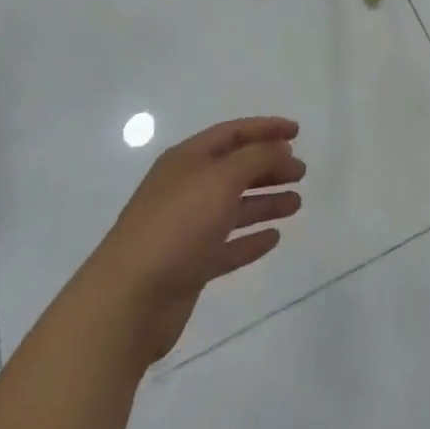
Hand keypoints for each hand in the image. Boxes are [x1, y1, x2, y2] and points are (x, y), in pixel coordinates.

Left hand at [89, 117, 305, 363]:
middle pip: (235, 169)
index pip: (232, 133)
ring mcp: (187, 228)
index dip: (265, 128)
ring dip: (265, 202)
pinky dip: (250, 240)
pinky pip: (227, 246)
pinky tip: (274, 238)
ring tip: (297, 204)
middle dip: (269, 167)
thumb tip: (280, 150)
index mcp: (187, 159)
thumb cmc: (177, 225)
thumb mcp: (221, 178)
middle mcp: (187, 188)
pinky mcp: (190, 265)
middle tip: (301, 172)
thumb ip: (256, 158)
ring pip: (234, 207)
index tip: (297, 132)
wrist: (129, 300)